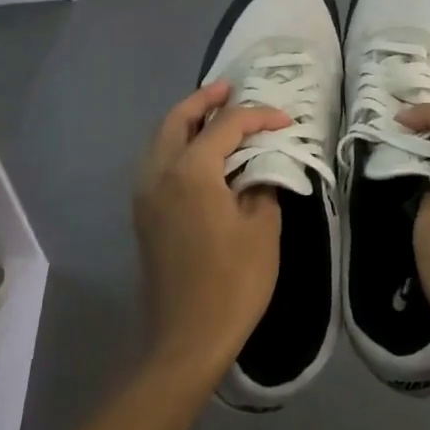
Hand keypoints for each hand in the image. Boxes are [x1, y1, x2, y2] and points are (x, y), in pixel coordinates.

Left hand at [134, 83, 287, 380]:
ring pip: (161, 139)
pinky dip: (176, 144)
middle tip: (229, 89)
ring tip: (215, 115)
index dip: (258, 116)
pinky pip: (157, 162)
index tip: (285, 121)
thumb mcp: (261, 229)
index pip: (226, 126)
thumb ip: (261, 184)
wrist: (185, 340)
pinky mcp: (144, 215)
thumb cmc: (232, 282)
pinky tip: (201, 154)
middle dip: (204, 100)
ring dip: (186, 121)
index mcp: (190, 171)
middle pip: (177, 119)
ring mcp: (145, 195)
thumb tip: (260, 167)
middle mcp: (159, 173)